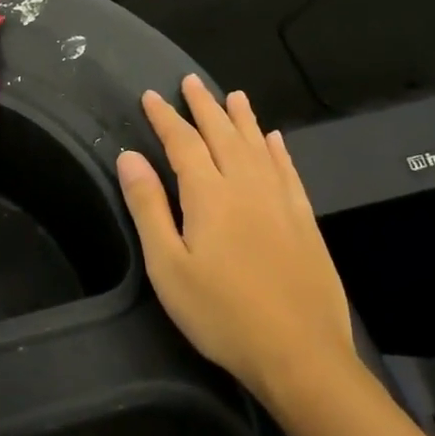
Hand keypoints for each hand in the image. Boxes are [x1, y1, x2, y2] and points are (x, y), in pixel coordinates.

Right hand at [116, 76, 354, 414]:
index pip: (183, 142)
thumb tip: (130, 156)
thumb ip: (149, 207)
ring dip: (242, 118)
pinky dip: (278, 150)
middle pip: (223, 134)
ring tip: (233, 95)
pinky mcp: (304, 219)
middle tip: (191, 81)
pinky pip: (288, 170)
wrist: (300, 354)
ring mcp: (281, 200)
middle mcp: (247, 185)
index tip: (151, 95)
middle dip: (204, 106)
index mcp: (209, 194)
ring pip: (258, 145)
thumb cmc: (222, 314)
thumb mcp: (168, 267)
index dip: (165, 117)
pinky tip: (274, 139)